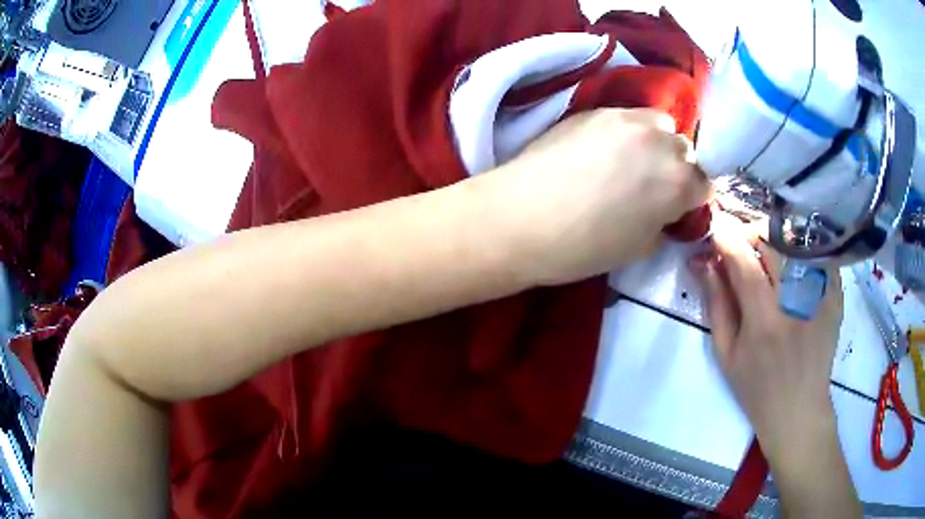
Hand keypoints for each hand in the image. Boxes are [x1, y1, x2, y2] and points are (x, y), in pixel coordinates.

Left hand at [485, 108, 710, 285]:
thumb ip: (664, 222)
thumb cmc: (583, 246)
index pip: (705, 183)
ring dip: (655, 141)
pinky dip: (628, 130)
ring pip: (659, 124)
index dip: (693, 197)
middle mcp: (660, 142)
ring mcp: (627, 119)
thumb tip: (666, 210)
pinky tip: (604, 148)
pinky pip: (628, 115)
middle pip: (685, 150)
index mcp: (677, 183)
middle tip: (653, 185)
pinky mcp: (596, 110)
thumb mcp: (638, 248)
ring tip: (631, 159)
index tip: (679, 206)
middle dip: (677, 167)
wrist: (520, 217)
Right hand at [690, 215, 859, 516]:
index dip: (726, 237)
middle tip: (742, 241)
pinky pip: (820, 253)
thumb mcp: (727, 355)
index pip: (743, 261)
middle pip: (774, 240)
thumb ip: (716, 304)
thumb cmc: (757, 390)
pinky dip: (803, 247)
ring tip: (766, 249)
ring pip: (798, 240)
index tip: (715, 228)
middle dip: (752, 230)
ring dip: (777, 235)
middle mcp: (795, 303)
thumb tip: (704, 261)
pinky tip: (794, 259)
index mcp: (764, 322)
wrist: (799, 410)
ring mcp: (820, 297)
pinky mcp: (836, 297)